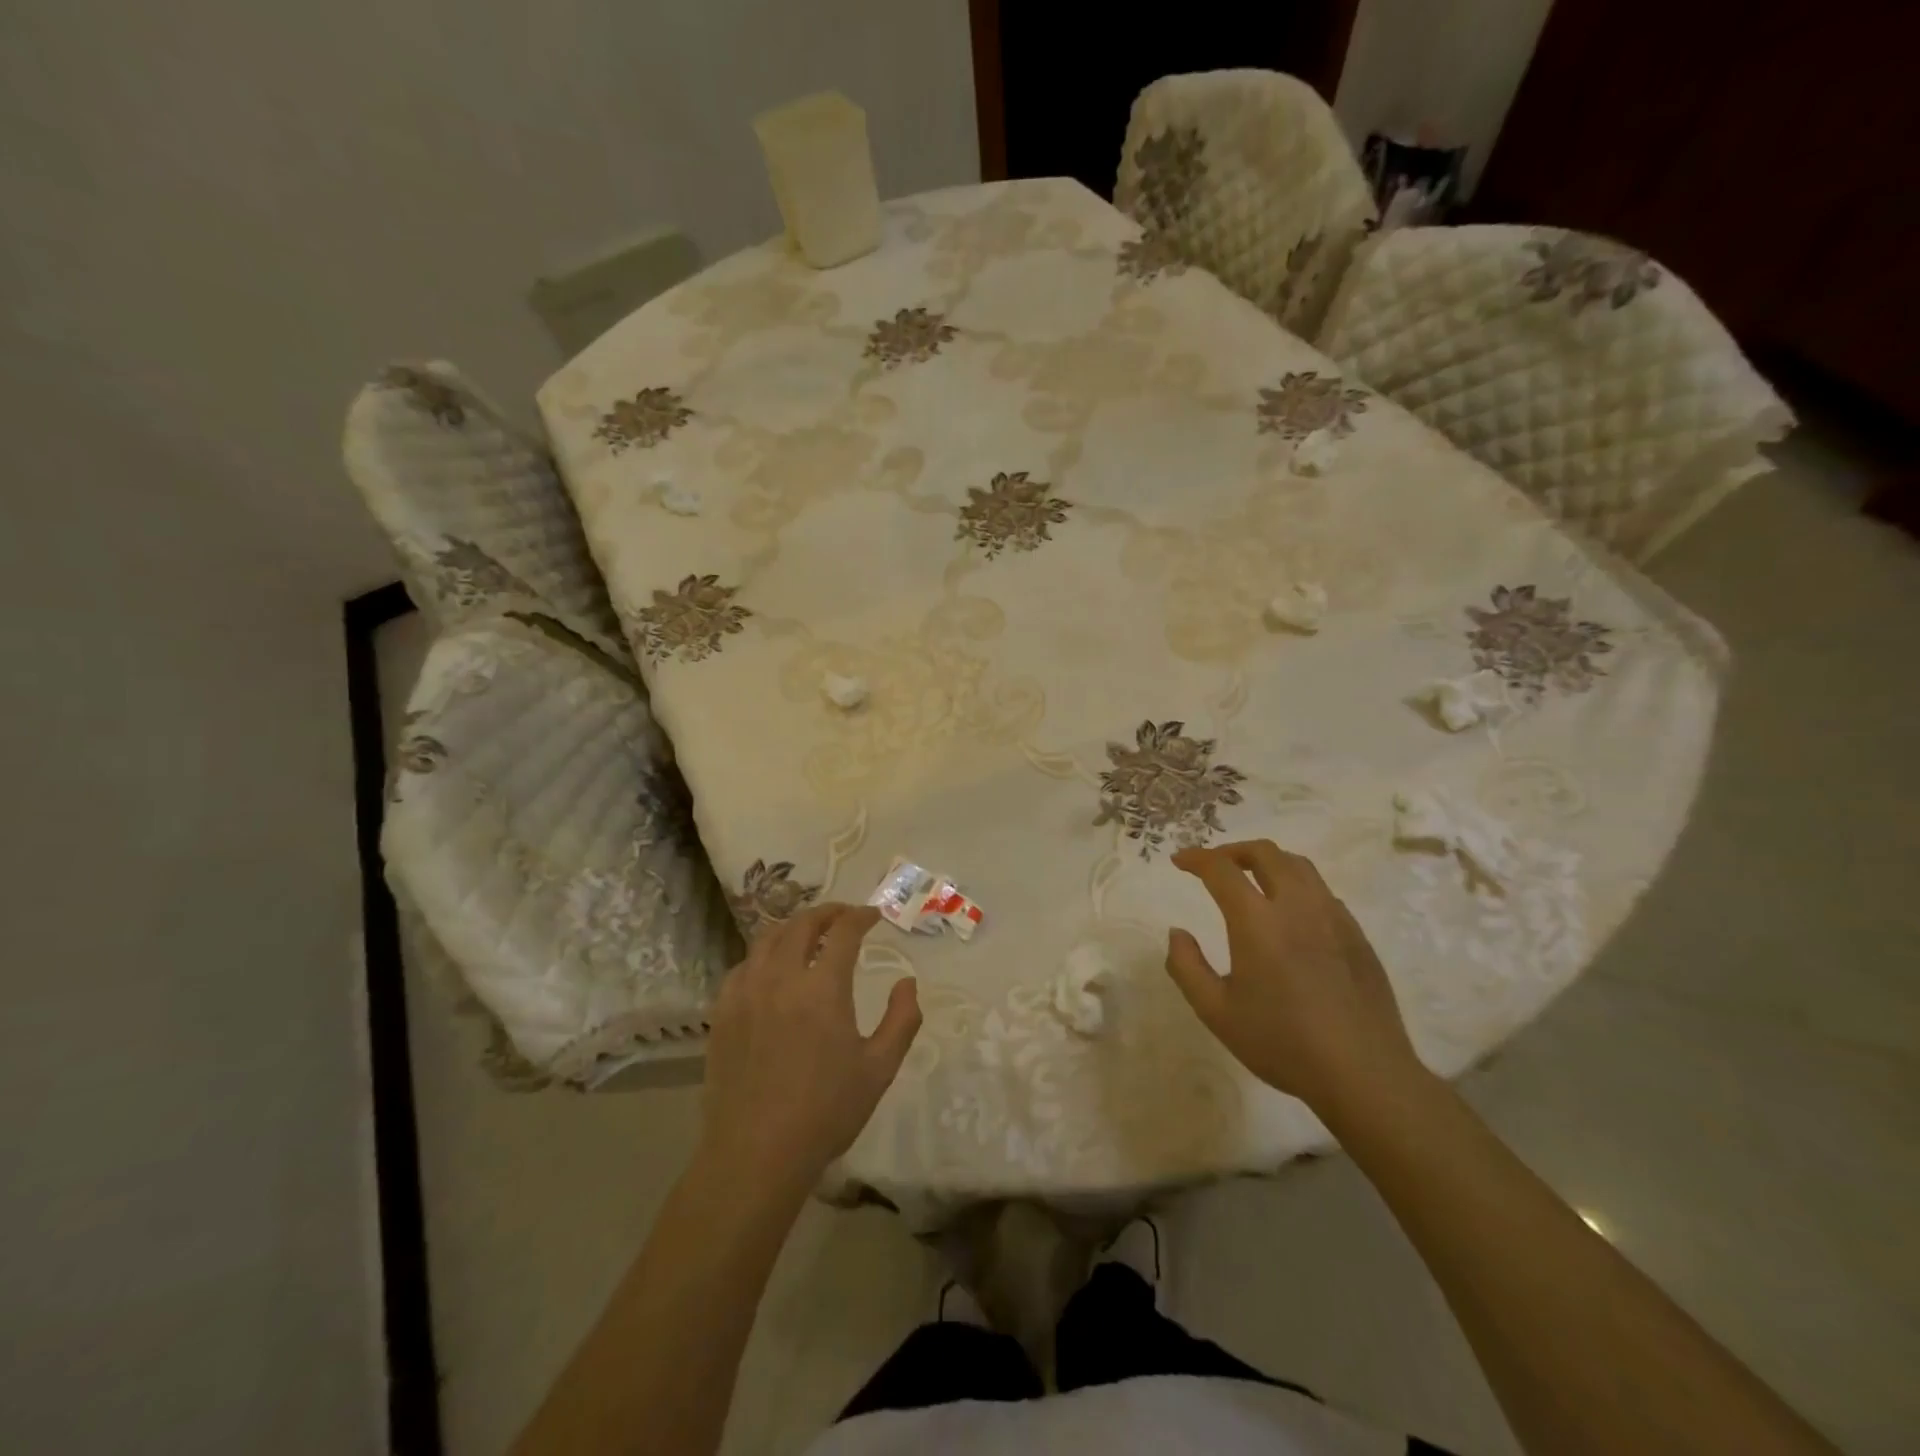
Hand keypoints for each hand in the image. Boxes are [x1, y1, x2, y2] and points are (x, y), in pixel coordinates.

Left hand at [700, 902, 920, 1194]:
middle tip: (844, 916)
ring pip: (767, 939)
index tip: (873, 916)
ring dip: (793, 928)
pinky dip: (762, 956)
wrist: (756, 1154)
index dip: (861, 917)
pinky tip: (770, 970)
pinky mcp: (722, 1013)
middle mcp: (781, 978)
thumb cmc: (825, 1112)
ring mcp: (746, 993)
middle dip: (827, 913)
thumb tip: (908, 983)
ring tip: (808, 934)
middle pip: (802, 925)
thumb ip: (902, 1020)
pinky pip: (742, 967)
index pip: (843, 932)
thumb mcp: (879, 1069)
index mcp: (822, 988)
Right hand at [1164, 840, 1420, 1115]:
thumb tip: (1177, 933)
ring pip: (1299, 865)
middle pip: (1265, 853)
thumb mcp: (1216, 1012)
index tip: (1179, 861)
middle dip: (1233, 850)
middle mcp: (1297, 906)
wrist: (1363, 1074)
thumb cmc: (1282, 1043)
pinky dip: (1296, 885)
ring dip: (1268, 861)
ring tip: (1251, 878)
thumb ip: (1186, 967)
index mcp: (1257, 921)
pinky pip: (1322, 891)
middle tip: (1214, 865)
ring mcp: (1333, 917)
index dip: (1196, 858)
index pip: (1221, 869)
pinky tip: (1290, 913)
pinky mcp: (1357, 934)